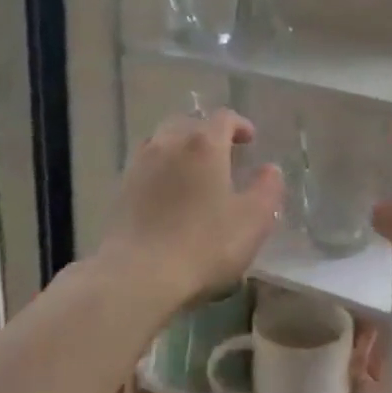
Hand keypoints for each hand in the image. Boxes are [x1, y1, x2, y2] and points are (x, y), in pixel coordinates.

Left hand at [98, 108, 283, 309]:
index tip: (250, 140)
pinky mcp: (121, 188)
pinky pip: (146, 164)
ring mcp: (140, 164)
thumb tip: (270, 169)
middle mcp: (169, 143)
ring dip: (181, 147)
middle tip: (223, 153)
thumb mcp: (253, 220)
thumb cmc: (204, 244)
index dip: (240, 125)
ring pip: (163, 140)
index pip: (224, 118)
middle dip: (208, 133)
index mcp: (204, 144)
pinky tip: (168, 191)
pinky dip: (162, 168)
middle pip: (190, 123)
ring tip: (193, 170)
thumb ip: (267, 189)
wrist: (137, 274)